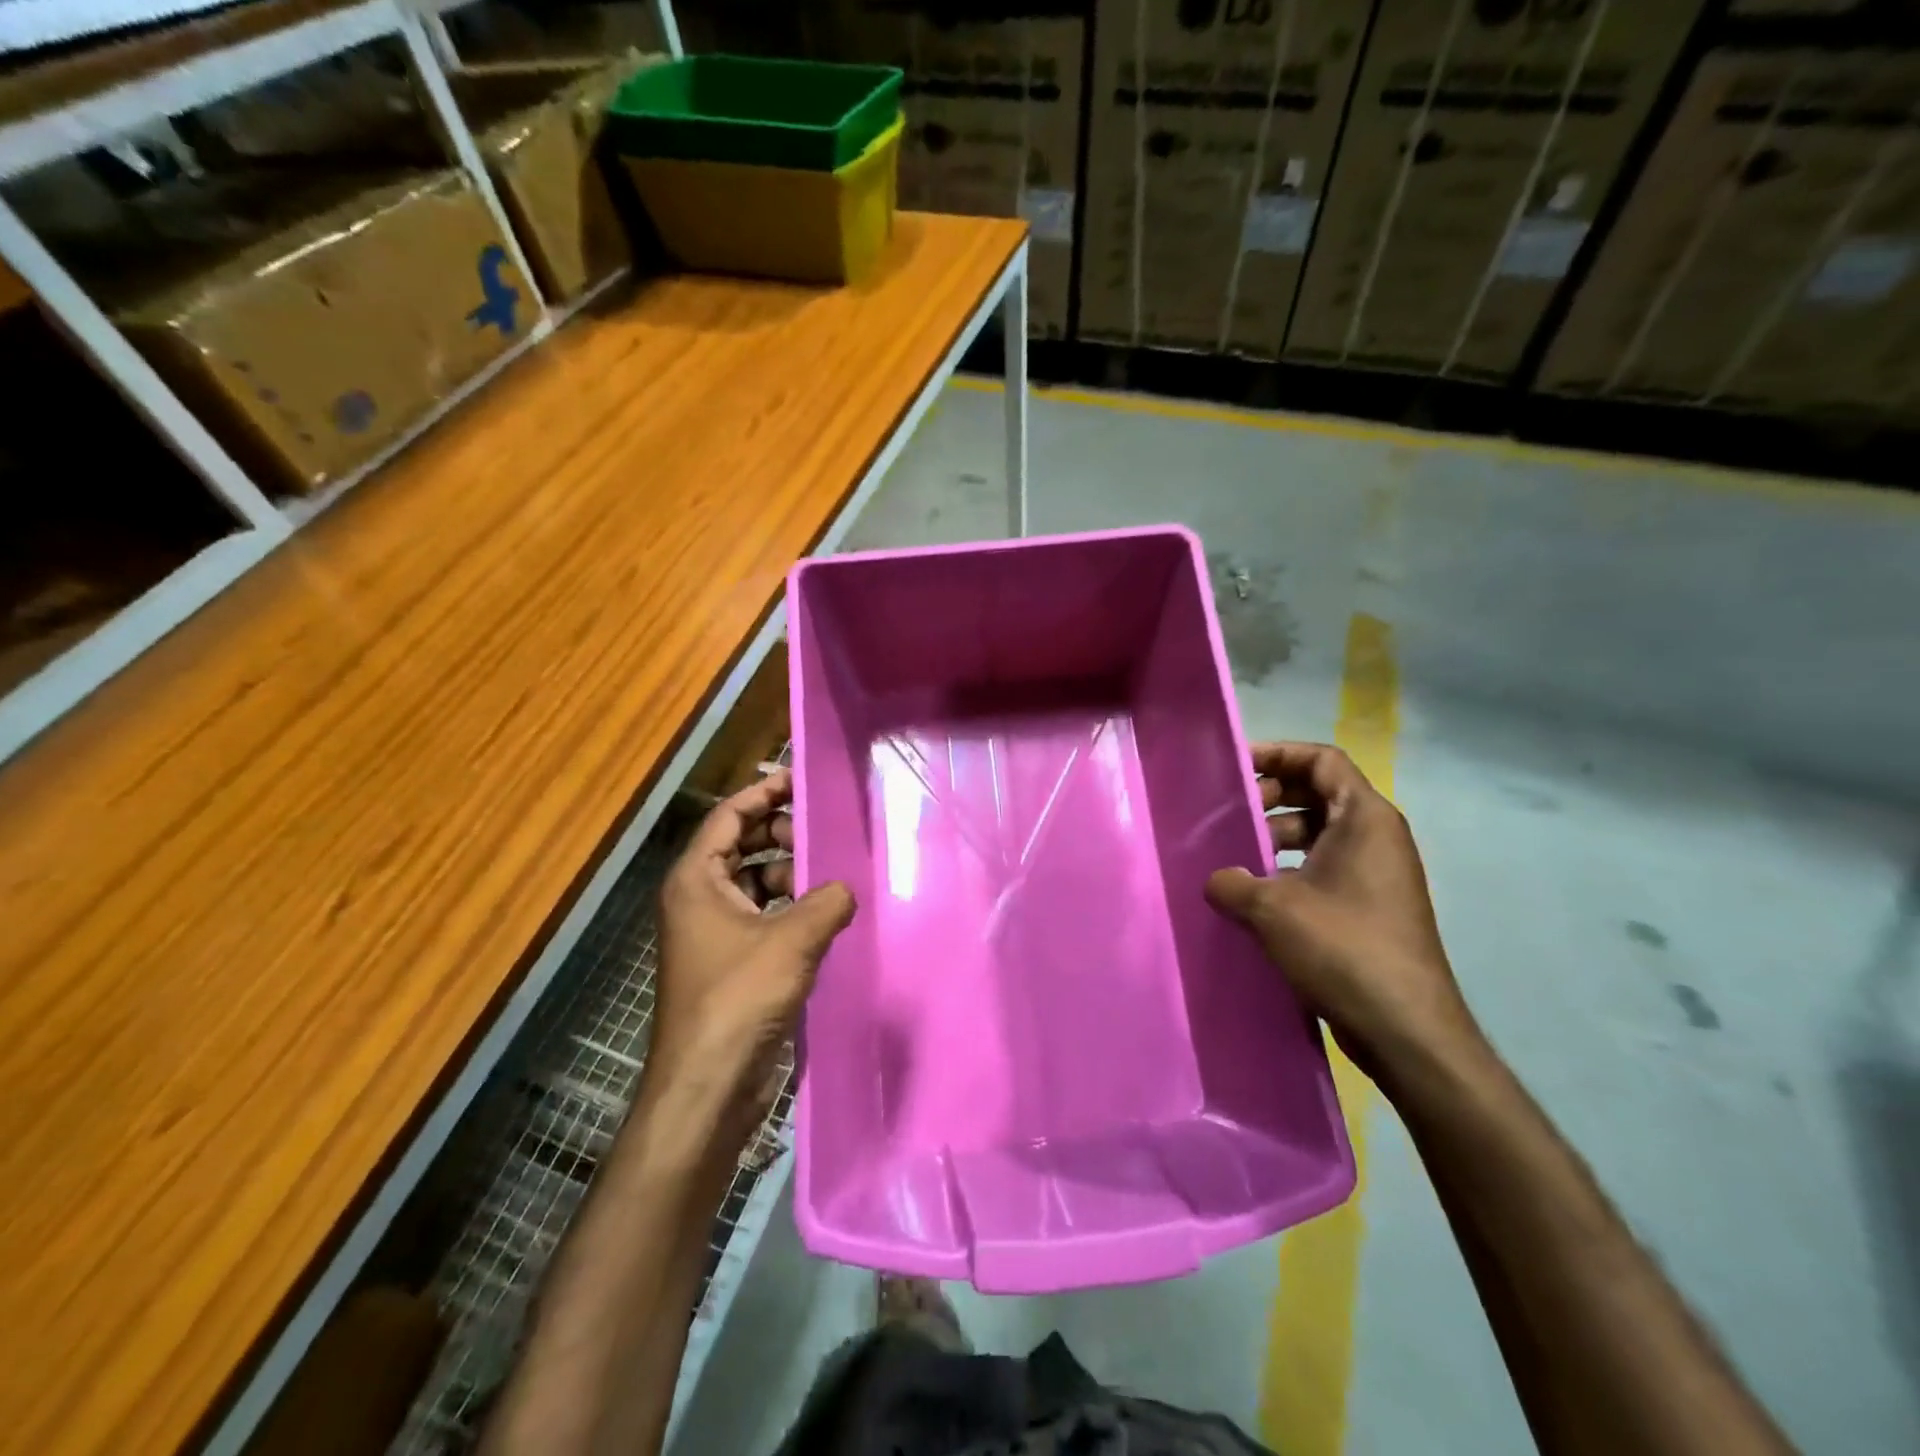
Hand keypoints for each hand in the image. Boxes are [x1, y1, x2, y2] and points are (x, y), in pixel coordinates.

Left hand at [653, 769, 854, 1126]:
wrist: (707, 1085)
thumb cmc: (739, 998)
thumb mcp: (793, 939)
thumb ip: (828, 901)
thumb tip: (847, 888)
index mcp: (696, 880)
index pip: (728, 817)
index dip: (762, 793)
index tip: (799, 780)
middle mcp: (697, 899)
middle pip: (740, 847)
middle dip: (780, 834)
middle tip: (823, 830)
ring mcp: (711, 933)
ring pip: (753, 884)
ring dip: (789, 875)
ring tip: (831, 876)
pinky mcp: (729, 963)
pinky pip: (761, 917)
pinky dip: (788, 909)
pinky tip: (823, 917)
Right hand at [1205, 742, 1480, 1082]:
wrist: (1404, 1028)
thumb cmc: (1343, 947)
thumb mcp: (1272, 907)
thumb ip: (1232, 882)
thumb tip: (1216, 879)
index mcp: (1365, 818)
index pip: (1322, 760)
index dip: (1278, 754)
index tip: (1236, 768)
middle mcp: (1377, 838)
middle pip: (1320, 793)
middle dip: (1272, 797)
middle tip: (1231, 815)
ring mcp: (1377, 874)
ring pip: (1320, 834)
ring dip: (1276, 837)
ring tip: (1236, 859)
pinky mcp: (1370, 908)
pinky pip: (1324, 868)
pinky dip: (1290, 870)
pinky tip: (1256, 897)